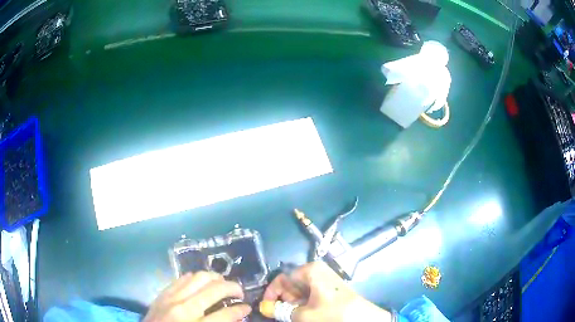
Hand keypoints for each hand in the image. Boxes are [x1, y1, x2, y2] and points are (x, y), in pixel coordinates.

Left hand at [144, 271, 250, 321]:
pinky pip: (183, 278)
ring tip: (222, 284)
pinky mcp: (163, 292)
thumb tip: (235, 316)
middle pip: (214, 289)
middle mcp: (183, 307)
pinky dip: (197, 278)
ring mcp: (171, 297)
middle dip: (233, 288)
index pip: (225, 314)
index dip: (241, 309)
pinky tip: (202, 284)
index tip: (248, 307)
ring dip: (215, 278)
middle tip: (239, 293)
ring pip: (199, 277)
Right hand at [263, 262, 390, 321]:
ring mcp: (324, 280)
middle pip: (290, 284)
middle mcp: (316, 271)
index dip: (272, 293)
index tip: (266, 308)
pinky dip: (303, 305)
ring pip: (299, 291)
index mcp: (310, 270)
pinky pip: (309, 295)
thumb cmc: (334, 313)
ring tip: (292, 316)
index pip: (282, 278)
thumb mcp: (305, 315)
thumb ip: (281, 311)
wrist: (364, 318)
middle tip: (280, 314)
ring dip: (292, 305)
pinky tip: (303, 314)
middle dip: (283, 300)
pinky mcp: (329, 289)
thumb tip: (264, 308)